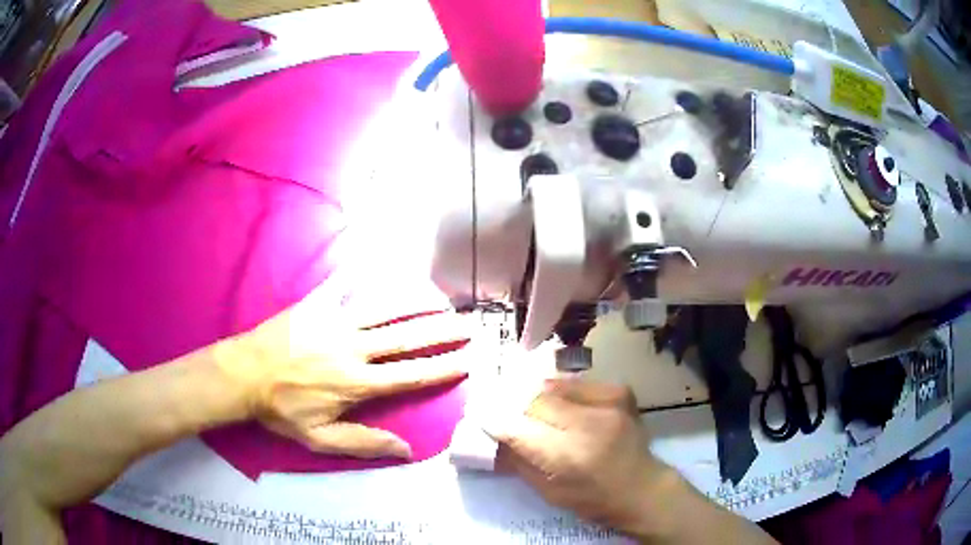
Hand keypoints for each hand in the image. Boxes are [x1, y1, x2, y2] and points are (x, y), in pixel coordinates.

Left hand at [215, 288, 470, 458]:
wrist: (243, 375)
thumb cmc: (281, 409)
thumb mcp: (320, 439)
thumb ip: (364, 443)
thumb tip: (407, 450)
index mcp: (358, 383)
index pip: (411, 375)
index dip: (443, 368)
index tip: (468, 360)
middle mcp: (354, 348)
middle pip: (406, 338)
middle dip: (441, 332)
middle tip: (468, 324)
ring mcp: (334, 321)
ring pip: (384, 309)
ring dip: (416, 303)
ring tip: (441, 299)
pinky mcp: (315, 304)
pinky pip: (343, 285)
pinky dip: (362, 273)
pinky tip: (378, 261)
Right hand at [488, 380, 675, 535]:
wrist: (641, 487)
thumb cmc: (591, 498)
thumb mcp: (547, 491)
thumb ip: (517, 460)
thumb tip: (491, 434)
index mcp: (566, 456)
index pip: (516, 428)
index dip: (494, 420)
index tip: (481, 416)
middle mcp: (586, 423)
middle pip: (533, 401)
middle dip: (515, 405)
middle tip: (505, 410)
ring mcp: (607, 402)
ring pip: (553, 386)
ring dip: (537, 396)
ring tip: (533, 407)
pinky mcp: (619, 391)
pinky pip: (577, 383)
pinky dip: (563, 392)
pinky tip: (564, 405)